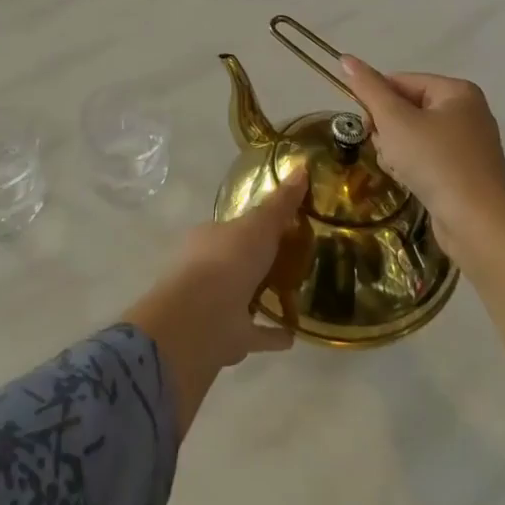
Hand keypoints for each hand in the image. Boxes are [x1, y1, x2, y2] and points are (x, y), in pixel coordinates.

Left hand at [121, 171, 308, 438]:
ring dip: (263, 297)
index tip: (282, 226)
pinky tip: (294, 335)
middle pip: (237, 262)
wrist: (201, 319)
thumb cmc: (228, 260)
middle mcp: (207, 269)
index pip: (233, 228)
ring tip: (295, 295)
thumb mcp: (259, 224)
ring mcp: (215, 305)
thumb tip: (302, 167)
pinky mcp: (226, 337)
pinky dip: (272, 334)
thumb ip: (281, 203)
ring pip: (242, 297)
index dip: (255, 226)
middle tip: (292, 259)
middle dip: (257, 261)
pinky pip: (255, 333)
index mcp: (209, 238)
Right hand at [340, 56, 504, 269]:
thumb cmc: (435, 162)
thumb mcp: (394, 120)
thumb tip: (345, 58)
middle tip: (387, 150)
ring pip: (414, 136)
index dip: (377, 102)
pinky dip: (414, 167)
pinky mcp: (467, 173)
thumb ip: (368, 88)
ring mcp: (470, 144)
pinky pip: (428, 158)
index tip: (367, 127)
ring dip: (397, 151)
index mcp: (457, 91)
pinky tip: (411, 182)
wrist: (477, 224)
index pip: (400, 81)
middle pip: (407, 109)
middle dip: (388, 130)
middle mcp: (469, 112)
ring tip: (401, 170)